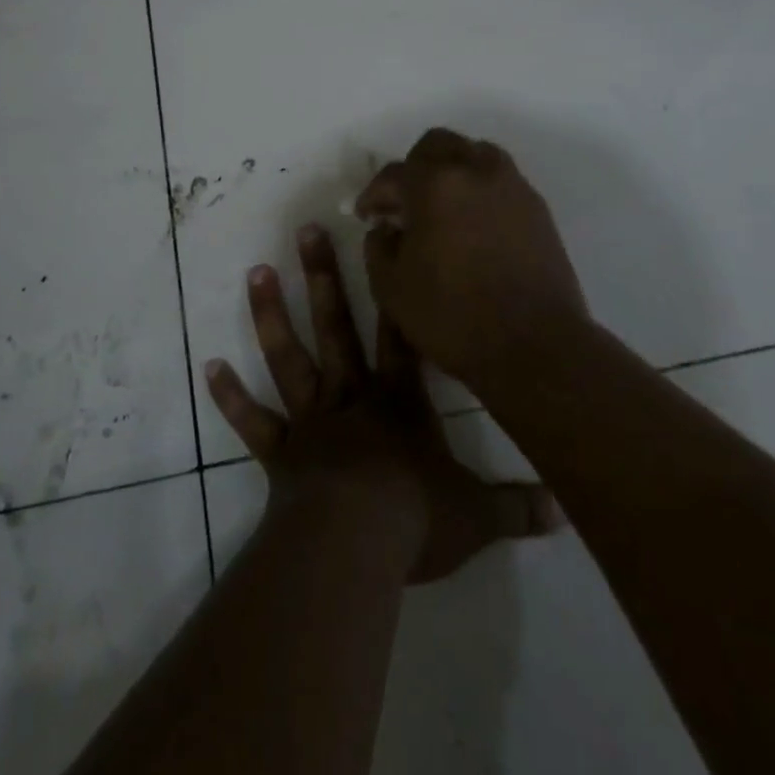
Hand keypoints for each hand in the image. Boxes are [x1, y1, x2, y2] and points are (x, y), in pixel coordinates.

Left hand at [205, 224, 558, 583]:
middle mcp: (352, 397)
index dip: (394, 293)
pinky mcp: (280, 452)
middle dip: (323, 276)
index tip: (380, 246)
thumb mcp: (477, 516)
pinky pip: (252, 421)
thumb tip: (566, 509)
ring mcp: (311, 421)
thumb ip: (518, 506)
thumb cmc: (414, 519)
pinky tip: (208, 366)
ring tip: (257, 271)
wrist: (355, 544)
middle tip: (305, 230)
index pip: (399, 337)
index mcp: (398, 402)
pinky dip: (230, 396)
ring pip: (289, 356)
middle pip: (337, 325)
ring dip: (272, 314)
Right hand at [355, 128, 591, 387]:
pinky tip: (473, 224)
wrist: (534, 345)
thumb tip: (386, 228)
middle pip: (438, 146)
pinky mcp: (538, 208)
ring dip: (452, 171)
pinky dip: (480, 190)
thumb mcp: (391, 287)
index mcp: (435, 183)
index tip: (367, 215)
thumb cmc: (453, 316)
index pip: (393, 173)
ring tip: (442, 206)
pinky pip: (501, 181)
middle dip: (414, 168)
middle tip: (404, 202)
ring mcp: (512, 186)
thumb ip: (379, 246)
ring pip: (475, 154)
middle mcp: (476, 170)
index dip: (374, 194)